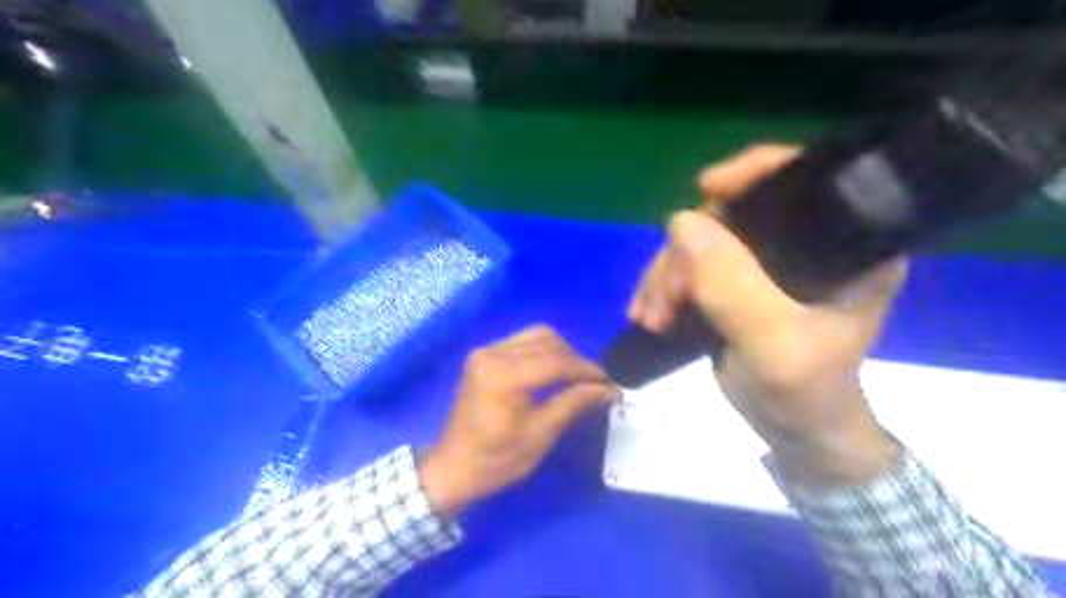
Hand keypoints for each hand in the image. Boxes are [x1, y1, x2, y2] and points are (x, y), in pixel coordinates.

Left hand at [417, 325, 615, 516]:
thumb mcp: (539, 435)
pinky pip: (522, 341)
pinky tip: (553, 371)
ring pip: (536, 335)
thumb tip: (609, 389)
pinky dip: (543, 351)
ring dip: (561, 352)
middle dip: (576, 360)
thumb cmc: (496, 460)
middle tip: (595, 383)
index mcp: (503, 376)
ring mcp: (485, 351)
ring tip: (576, 376)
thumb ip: (573, 404)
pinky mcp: (483, 354)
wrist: (452, 467)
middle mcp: (492, 353)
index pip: (556, 361)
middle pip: (547, 341)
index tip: (610, 383)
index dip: (587, 370)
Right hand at [627, 145, 902, 485]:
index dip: (754, 172)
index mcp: (845, 245)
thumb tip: (680, 222)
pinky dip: (663, 286)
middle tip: (663, 300)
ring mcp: (764, 264)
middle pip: (732, 214)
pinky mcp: (735, 283)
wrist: (793, 432)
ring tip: (652, 317)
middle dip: (686, 253)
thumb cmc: (804, 391)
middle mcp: (805, 244)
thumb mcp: (774, 342)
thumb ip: (733, 285)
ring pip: (700, 241)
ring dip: (666, 275)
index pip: (802, 180)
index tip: (707, 189)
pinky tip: (649, 313)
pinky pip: (689, 266)